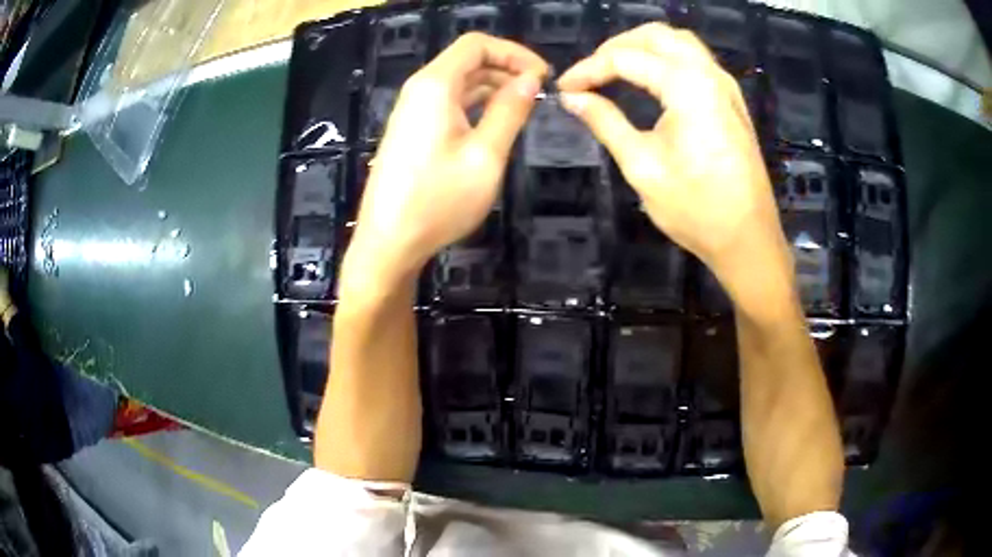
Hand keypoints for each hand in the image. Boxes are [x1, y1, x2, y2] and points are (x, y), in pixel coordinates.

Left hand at [342, 33, 547, 292]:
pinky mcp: (412, 130)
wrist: (388, 242)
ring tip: (524, 107)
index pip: (477, 44)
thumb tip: (531, 79)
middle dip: (506, 67)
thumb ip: (510, 110)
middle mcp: (420, 90)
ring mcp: (412, 110)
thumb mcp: (485, 155)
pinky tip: (495, 122)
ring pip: (459, 82)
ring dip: (493, 86)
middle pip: (467, 60)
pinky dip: (475, 103)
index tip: (542, 76)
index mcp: (435, 85)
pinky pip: (448, 102)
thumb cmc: (438, 200)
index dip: (514, 52)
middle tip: (539, 93)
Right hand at [557, 24, 790, 292]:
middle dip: (616, 47)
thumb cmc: (696, 209)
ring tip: (614, 70)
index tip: (564, 87)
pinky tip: (650, 79)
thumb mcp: (642, 166)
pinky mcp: (731, 101)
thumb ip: (605, 122)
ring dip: (643, 47)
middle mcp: (709, 74)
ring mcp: (725, 86)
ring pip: (678, 42)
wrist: (748, 239)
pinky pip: (695, 60)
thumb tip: (572, 98)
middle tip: (590, 73)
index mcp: (687, 86)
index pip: (626, 58)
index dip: (589, 69)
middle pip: (656, 35)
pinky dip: (666, 59)